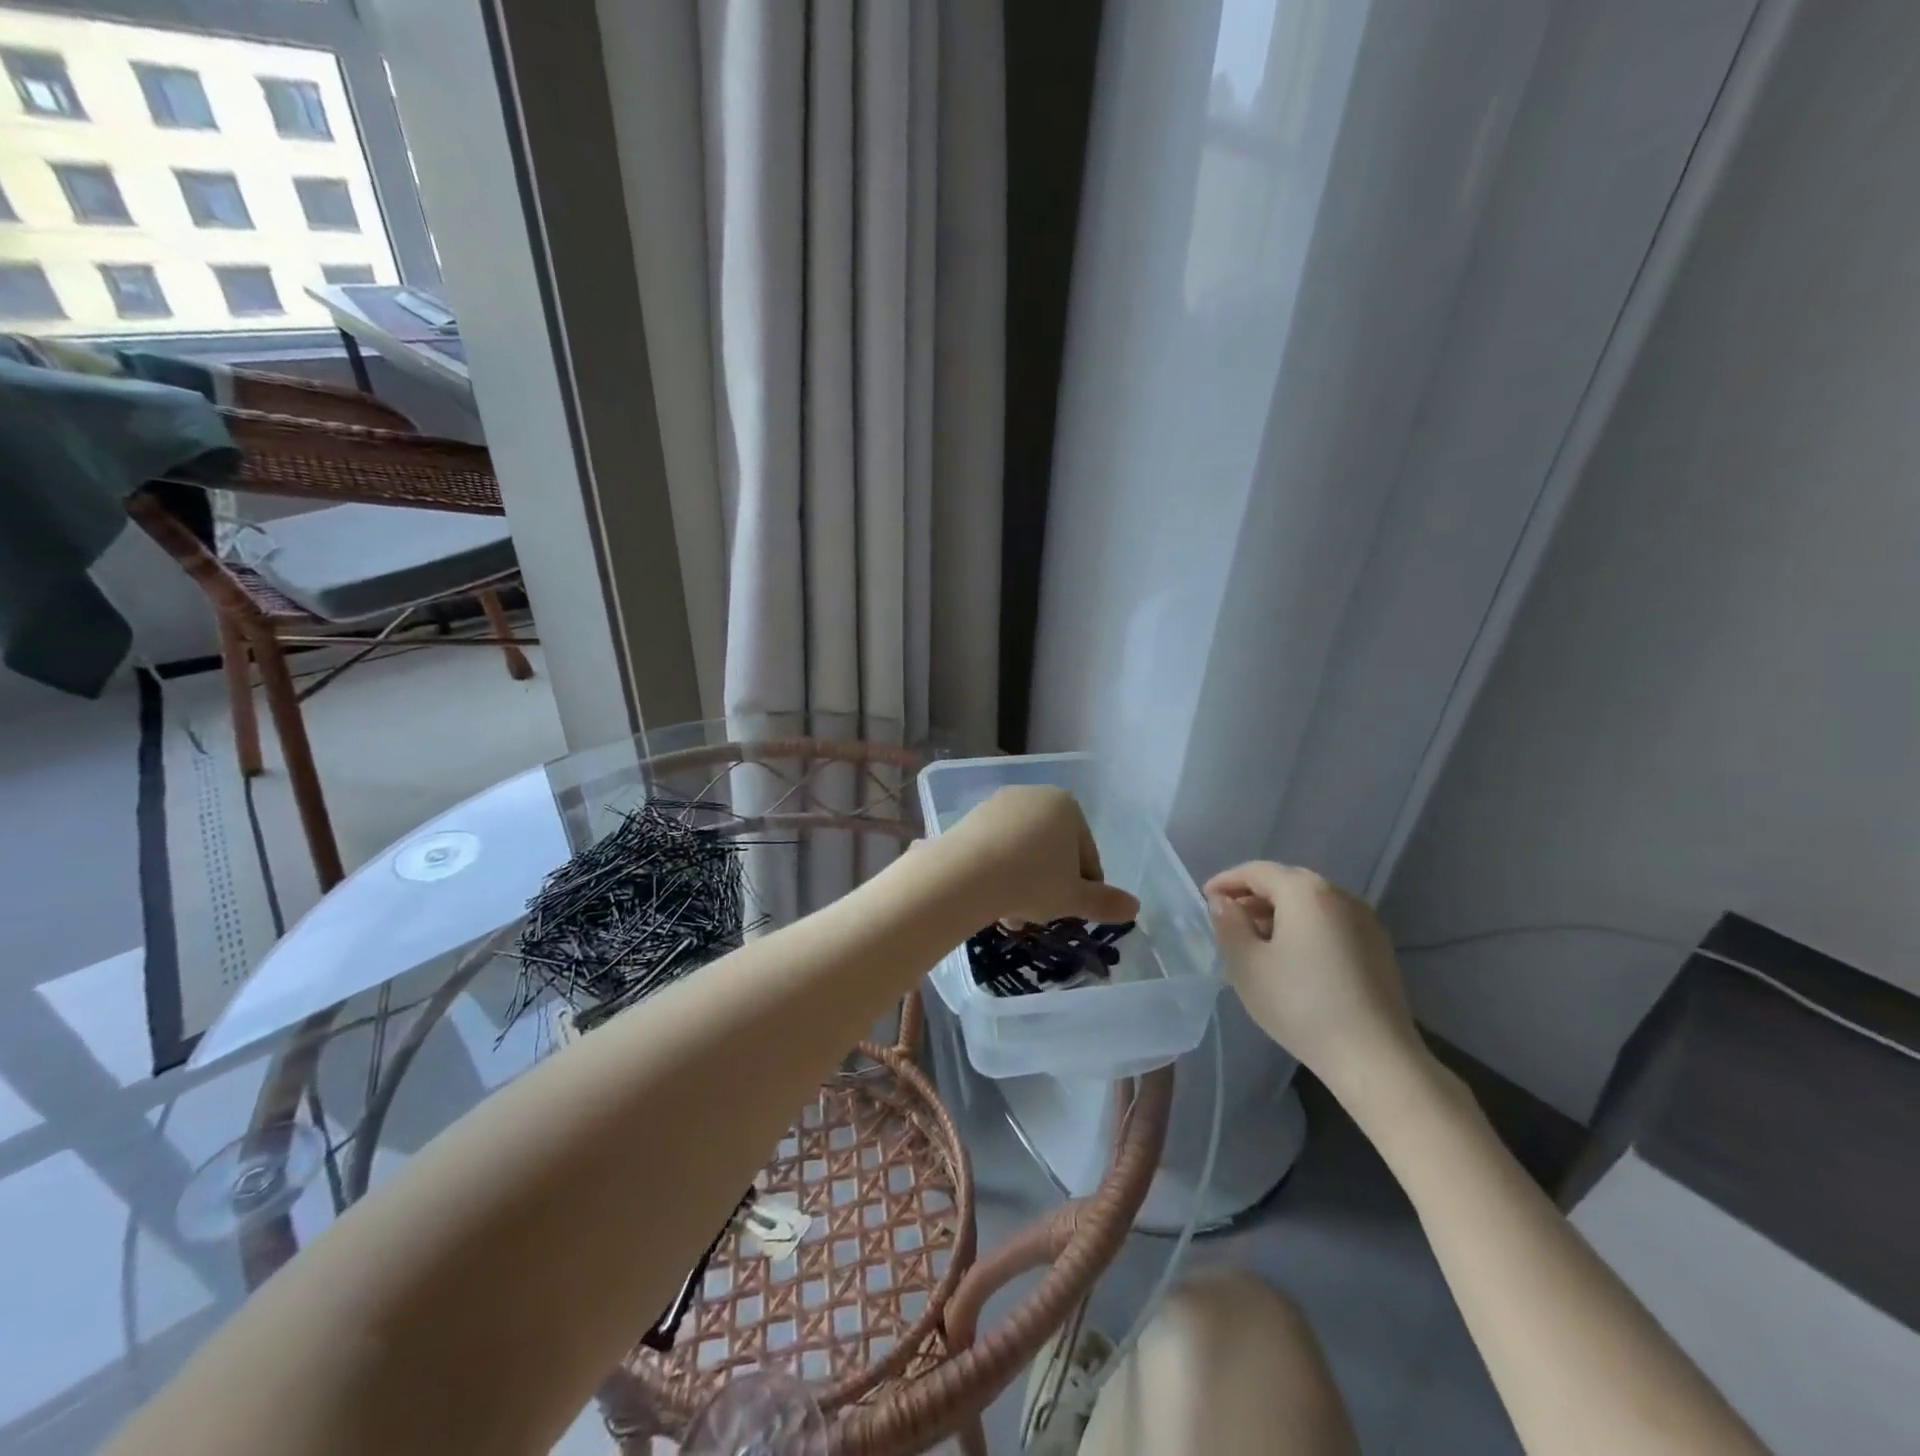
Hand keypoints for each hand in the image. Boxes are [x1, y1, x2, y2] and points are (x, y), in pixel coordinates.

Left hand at [939, 787, 1139, 927]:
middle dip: (1049, 888)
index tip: (1069, 913)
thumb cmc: (1031, 882)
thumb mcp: (1073, 898)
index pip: (1086, 856)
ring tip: (1011, 916)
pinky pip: (996, 848)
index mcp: (1067, 806)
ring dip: (1023, 885)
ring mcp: (999, 804)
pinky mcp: (971, 818)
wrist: (964, 874)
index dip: (1083, 890)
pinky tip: (990, 899)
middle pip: (1053, 852)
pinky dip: (998, 872)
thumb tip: (1135, 907)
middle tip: (1038, 917)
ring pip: (1023, 852)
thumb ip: (1105, 902)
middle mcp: (1035, 795)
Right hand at [1206, 862, 1432, 1109]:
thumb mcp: (1247, 964)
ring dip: (1279, 911)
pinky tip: (1292, 956)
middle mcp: (1339, 894)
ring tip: (1256, 940)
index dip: (1226, 881)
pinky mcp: (1378, 946)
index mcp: (1305, 891)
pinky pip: (1330, 921)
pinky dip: (1304, 926)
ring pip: (1310, 902)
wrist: (1374, 1057)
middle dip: (1253, 895)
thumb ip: (1228, 925)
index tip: (1205, 899)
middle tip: (1228, 918)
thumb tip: (1223, 903)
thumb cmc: (1300, 1004)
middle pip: (1286, 881)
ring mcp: (1365, 920)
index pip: (1256, 871)